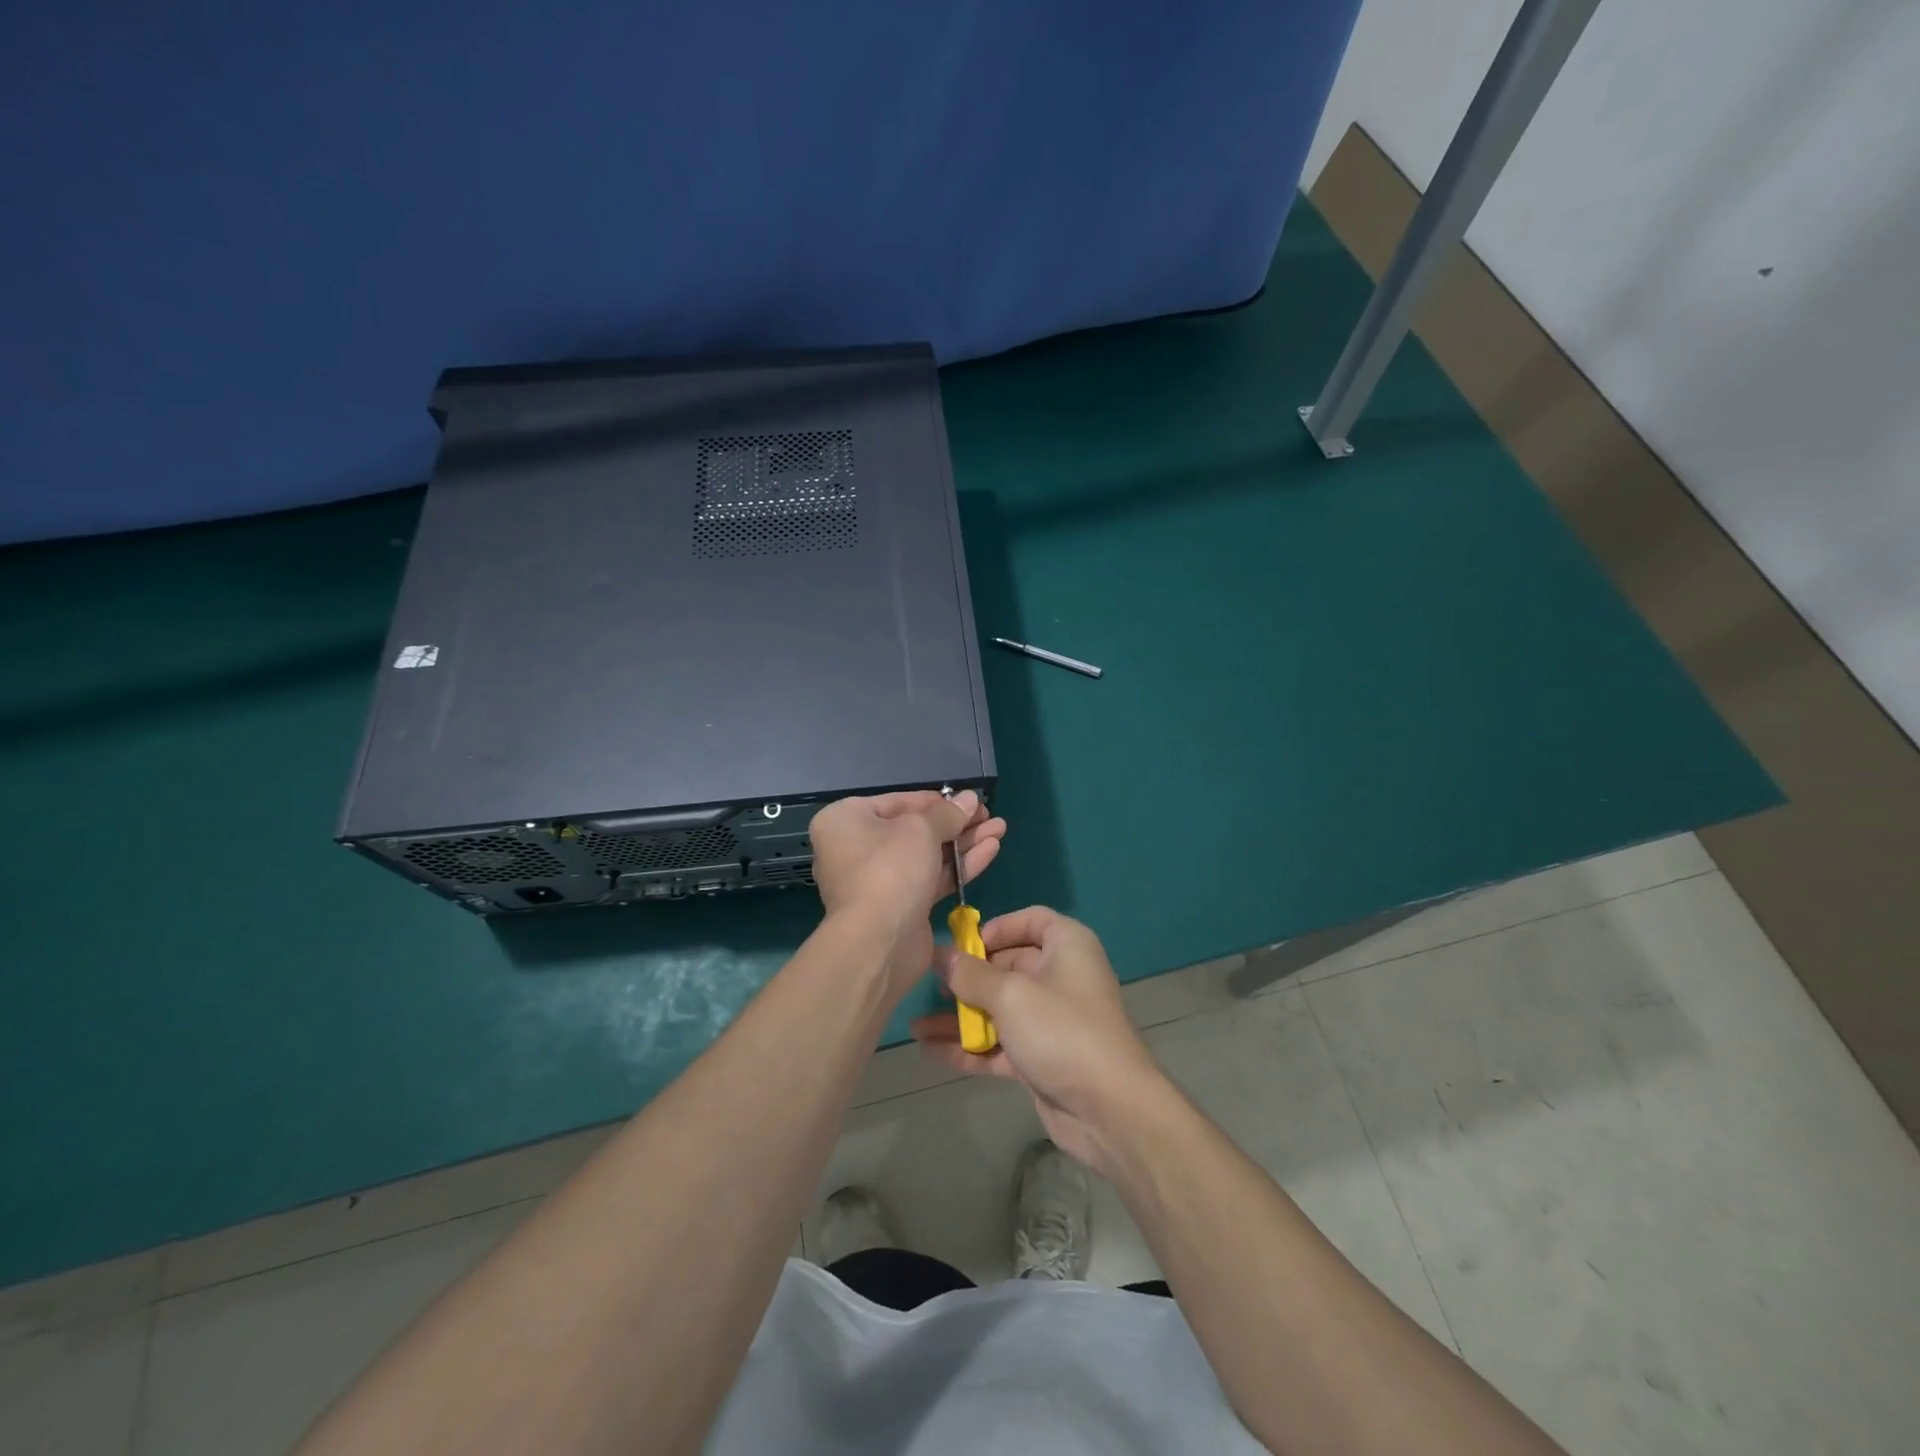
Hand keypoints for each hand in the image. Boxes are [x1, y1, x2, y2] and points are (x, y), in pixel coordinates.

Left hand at [809, 790, 1005, 997]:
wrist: (878, 942)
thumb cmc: (890, 869)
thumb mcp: (921, 829)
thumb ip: (948, 813)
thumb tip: (969, 798)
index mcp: (846, 821)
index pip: (897, 802)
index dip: (935, 800)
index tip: (968, 800)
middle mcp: (856, 848)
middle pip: (914, 829)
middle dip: (956, 823)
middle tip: (989, 814)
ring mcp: (879, 880)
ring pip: (927, 855)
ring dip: (963, 842)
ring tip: (999, 828)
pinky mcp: (901, 906)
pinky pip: (931, 878)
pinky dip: (958, 865)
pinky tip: (991, 850)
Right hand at [911, 907, 1168, 1179]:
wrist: (1110, 1110)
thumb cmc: (1061, 1030)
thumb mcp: (1010, 994)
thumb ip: (970, 975)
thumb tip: (940, 955)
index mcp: (1066, 946)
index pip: (1031, 921)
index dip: (996, 928)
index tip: (962, 942)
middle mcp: (1060, 976)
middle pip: (1008, 966)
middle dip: (967, 977)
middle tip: (927, 985)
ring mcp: (1050, 1021)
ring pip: (998, 1009)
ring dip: (959, 1017)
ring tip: (914, 1024)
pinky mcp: (1041, 1058)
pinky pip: (998, 1044)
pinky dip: (968, 1047)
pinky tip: (929, 1051)